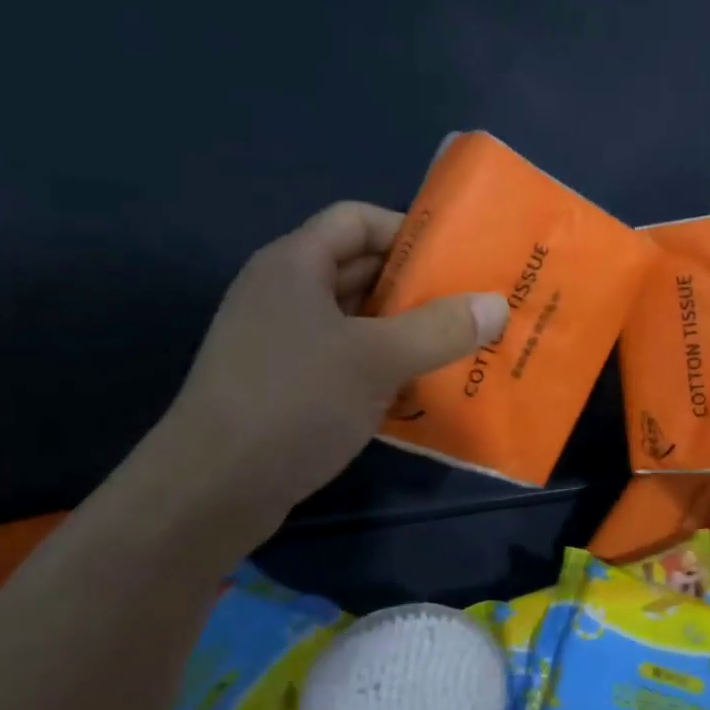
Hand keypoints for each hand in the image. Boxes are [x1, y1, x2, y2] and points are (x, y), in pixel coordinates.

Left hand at [154, 202, 506, 537]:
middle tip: (473, 306)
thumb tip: (497, 304)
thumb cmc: (294, 402)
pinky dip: (383, 369)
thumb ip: (441, 329)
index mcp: (294, 265)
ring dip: (405, 333)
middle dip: (417, 287)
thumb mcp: (377, 359)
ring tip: (459, 348)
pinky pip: (346, 362)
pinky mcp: (287, 387)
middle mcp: (285, 295)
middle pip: (360, 271)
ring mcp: (282, 343)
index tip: (457, 258)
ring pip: (357, 322)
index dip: (407, 230)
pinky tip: (421, 391)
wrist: (213, 490)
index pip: (356, 220)